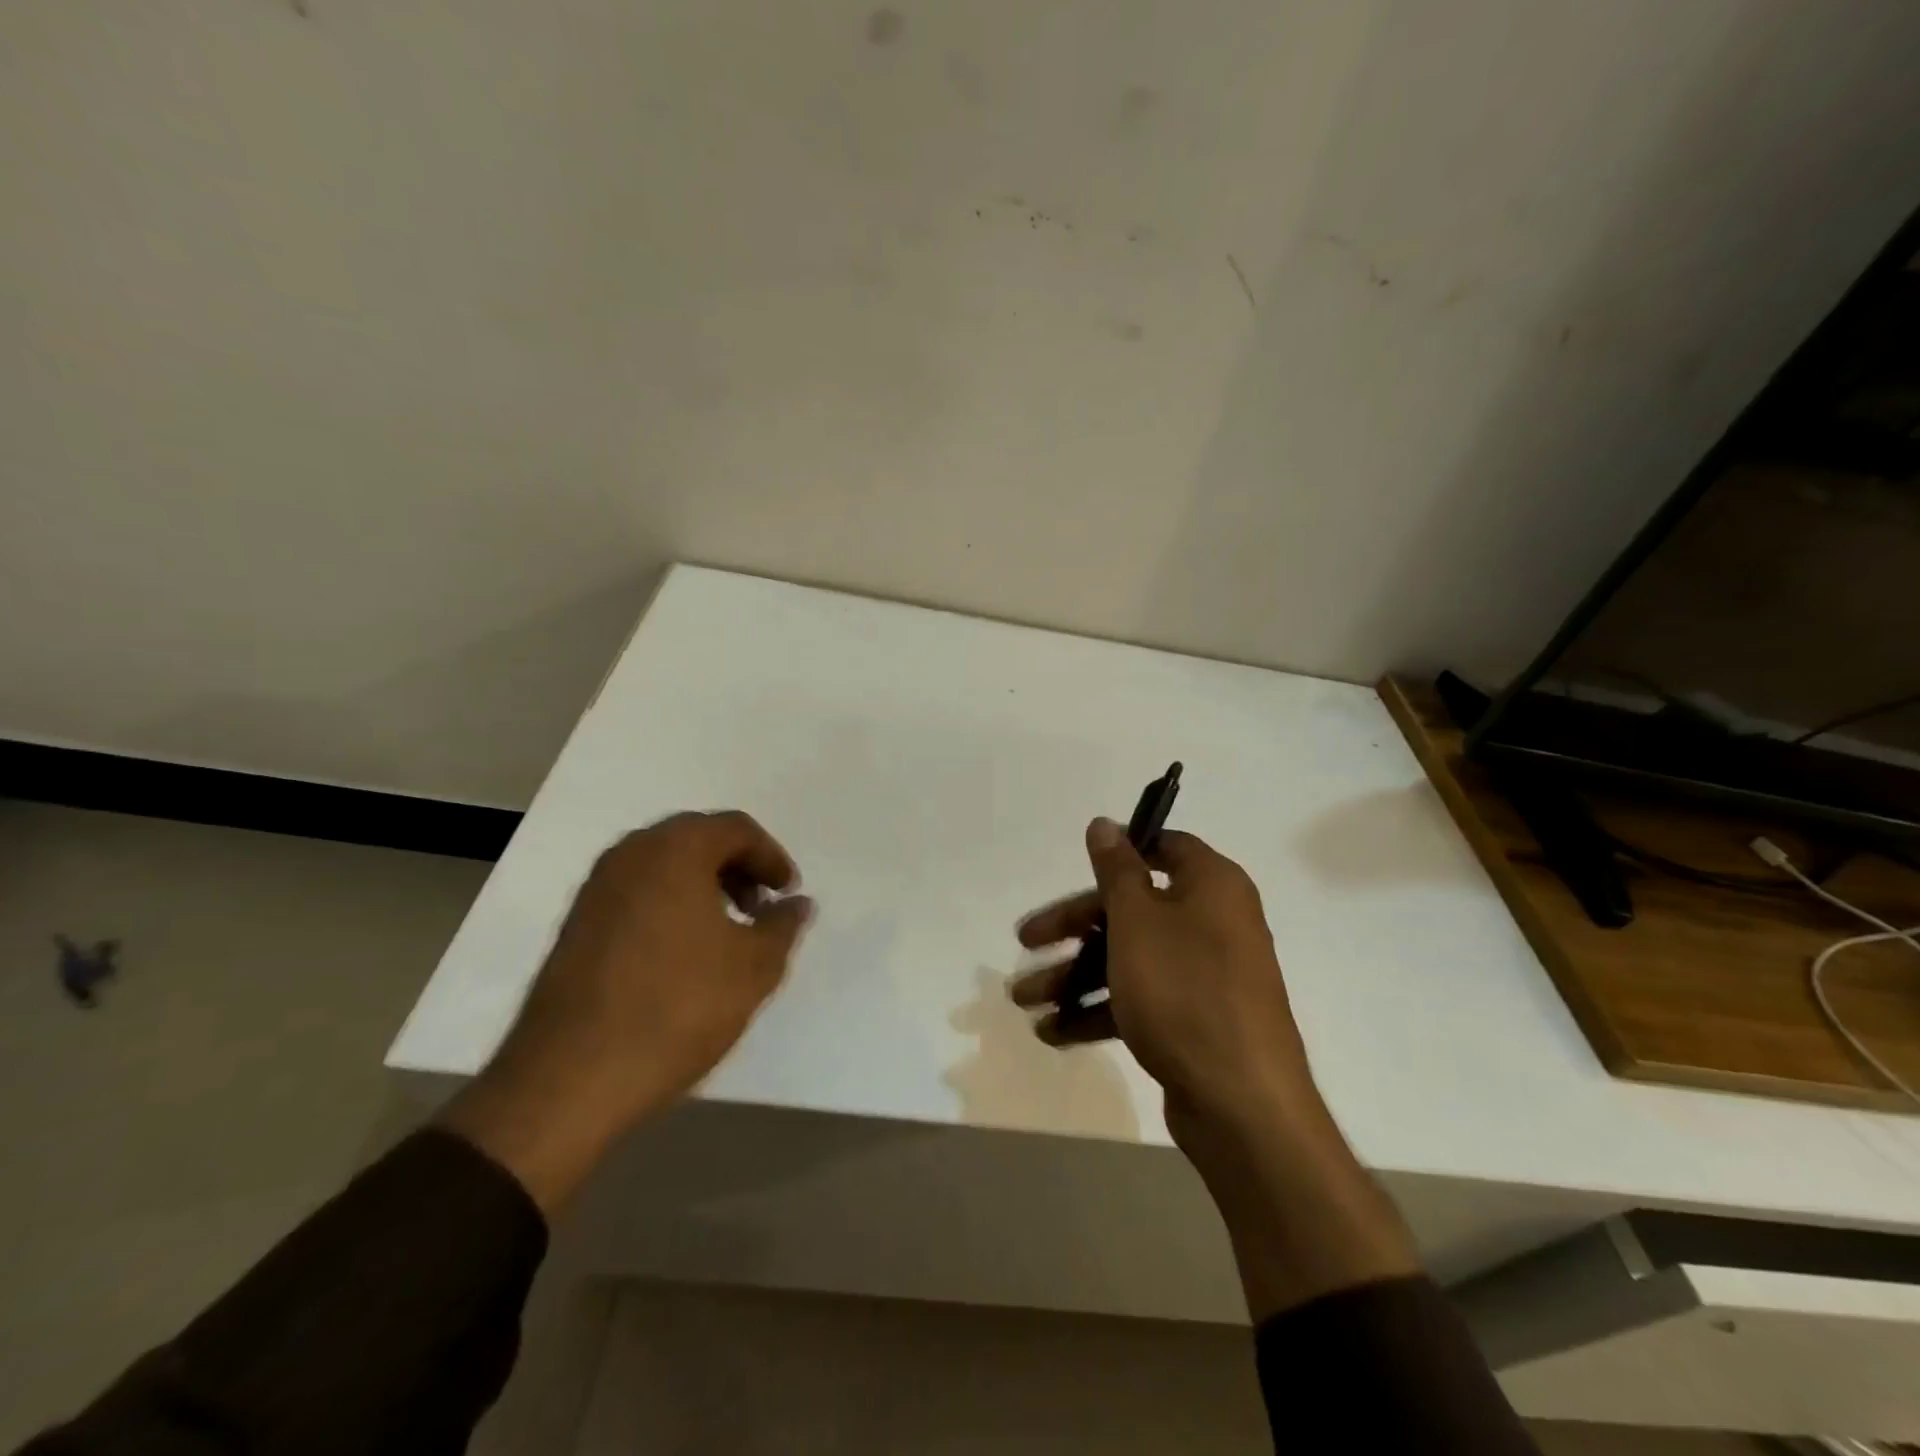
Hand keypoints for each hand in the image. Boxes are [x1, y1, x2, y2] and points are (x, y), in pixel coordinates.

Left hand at [442, 810, 811, 1211]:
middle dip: (737, 868)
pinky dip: (670, 904)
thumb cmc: (677, 1007)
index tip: (788, 895)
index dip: (771, 858)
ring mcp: (596, 888)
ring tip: (726, 933)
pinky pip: (637, 892)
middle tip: (760, 909)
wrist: (570, 1077)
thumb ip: (783, 926)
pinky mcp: (576, 923)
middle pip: (697, 839)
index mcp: (675, 849)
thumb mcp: (753, 967)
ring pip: (664, 866)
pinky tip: (683, 953)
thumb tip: (797, 904)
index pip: (736, 829)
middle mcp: (631, 853)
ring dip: (703, 886)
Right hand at [1010, 818, 1317, 1144]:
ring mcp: (1205, 974)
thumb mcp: (1137, 921)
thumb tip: (1105, 823)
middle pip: (1132, 908)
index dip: (1120, 851)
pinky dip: (1100, 1009)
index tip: (1078, 866)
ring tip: (1024, 1000)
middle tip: (1025, 941)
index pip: (1165, 847)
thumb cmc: (1183, 990)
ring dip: (1075, 975)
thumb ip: (1117, 870)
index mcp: (1211, 885)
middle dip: (1073, 927)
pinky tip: (1053, 1032)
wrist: (1242, 1103)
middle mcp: (1213, 922)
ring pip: (1129, 958)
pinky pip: (1140, 999)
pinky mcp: (1194, 1019)